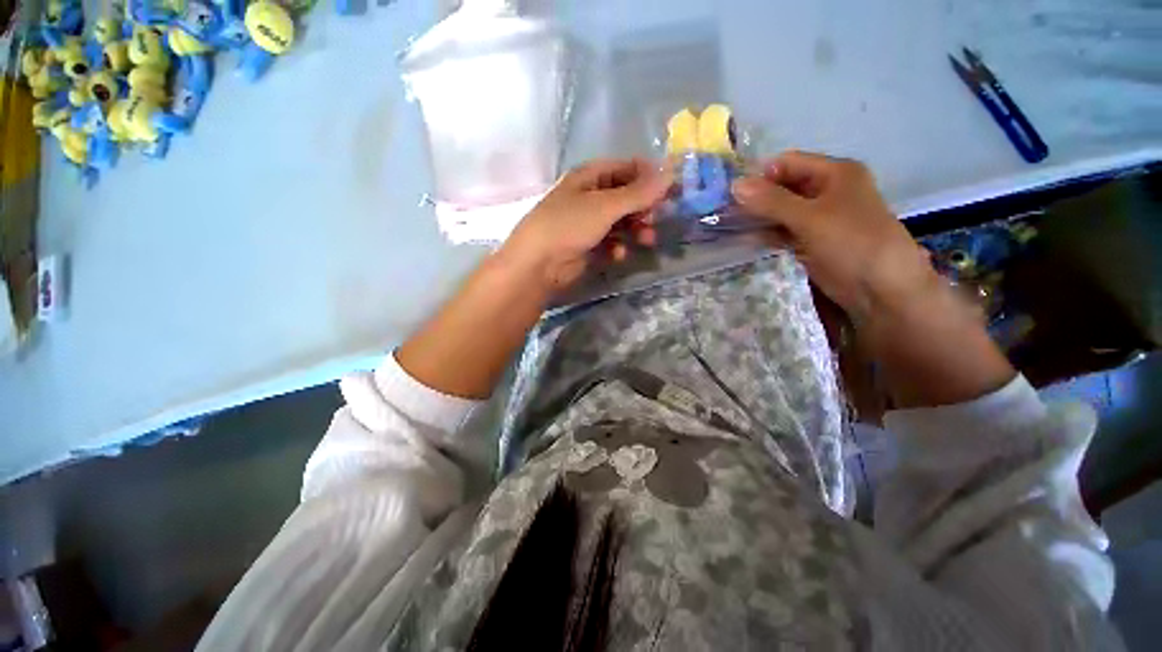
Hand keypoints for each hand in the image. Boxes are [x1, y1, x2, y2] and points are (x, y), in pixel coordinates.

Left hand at [500, 158, 671, 292]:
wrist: (538, 264)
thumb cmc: (569, 225)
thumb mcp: (605, 206)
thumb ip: (638, 192)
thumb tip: (670, 173)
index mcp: (589, 176)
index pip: (627, 168)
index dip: (649, 177)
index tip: (671, 190)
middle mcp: (589, 196)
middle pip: (626, 196)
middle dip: (643, 208)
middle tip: (657, 219)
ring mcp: (588, 222)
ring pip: (621, 221)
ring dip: (635, 229)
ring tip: (647, 240)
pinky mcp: (587, 245)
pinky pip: (610, 242)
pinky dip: (618, 247)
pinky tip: (619, 255)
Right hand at [731, 151, 935, 321]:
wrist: (879, 288)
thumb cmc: (850, 242)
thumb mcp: (809, 217)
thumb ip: (771, 201)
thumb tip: (734, 185)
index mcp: (834, 173)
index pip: (787, 163)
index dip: (759, 175)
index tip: (731, 193)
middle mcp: (826, 190)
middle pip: (783, 186)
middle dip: (756, 197)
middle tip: (725, 211)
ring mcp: (818, 217)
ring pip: (781, 210)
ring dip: (758, 216)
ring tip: (729, 225)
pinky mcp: (812, 240)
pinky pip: (784, 230)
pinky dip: (767, 233)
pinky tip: (745, 238)